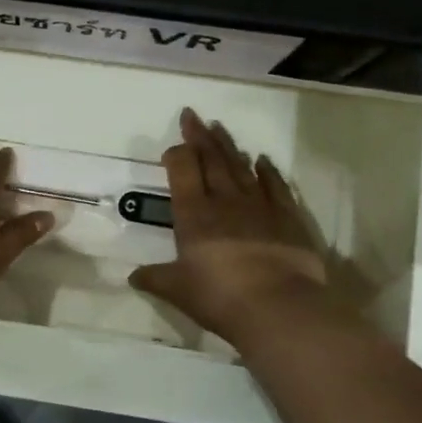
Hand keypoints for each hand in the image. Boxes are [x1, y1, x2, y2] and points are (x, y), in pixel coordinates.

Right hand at [130, 108, 338, 341]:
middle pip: (211, 160)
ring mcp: (259, 206)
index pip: (183, 171)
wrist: (278, 307)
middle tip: (193, 115)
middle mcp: (225, 201)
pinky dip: (267, 171)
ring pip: (241, 167)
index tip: (174, 146)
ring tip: (220, 128)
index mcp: (194, 214)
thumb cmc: (219, 296)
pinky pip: (275, 186)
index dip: (177, 154)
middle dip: (200, 137)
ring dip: (229, 146)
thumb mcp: (178, 290)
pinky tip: (262, 160)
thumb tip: (133, 277)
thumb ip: (155, 279)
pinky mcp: (288, 218)